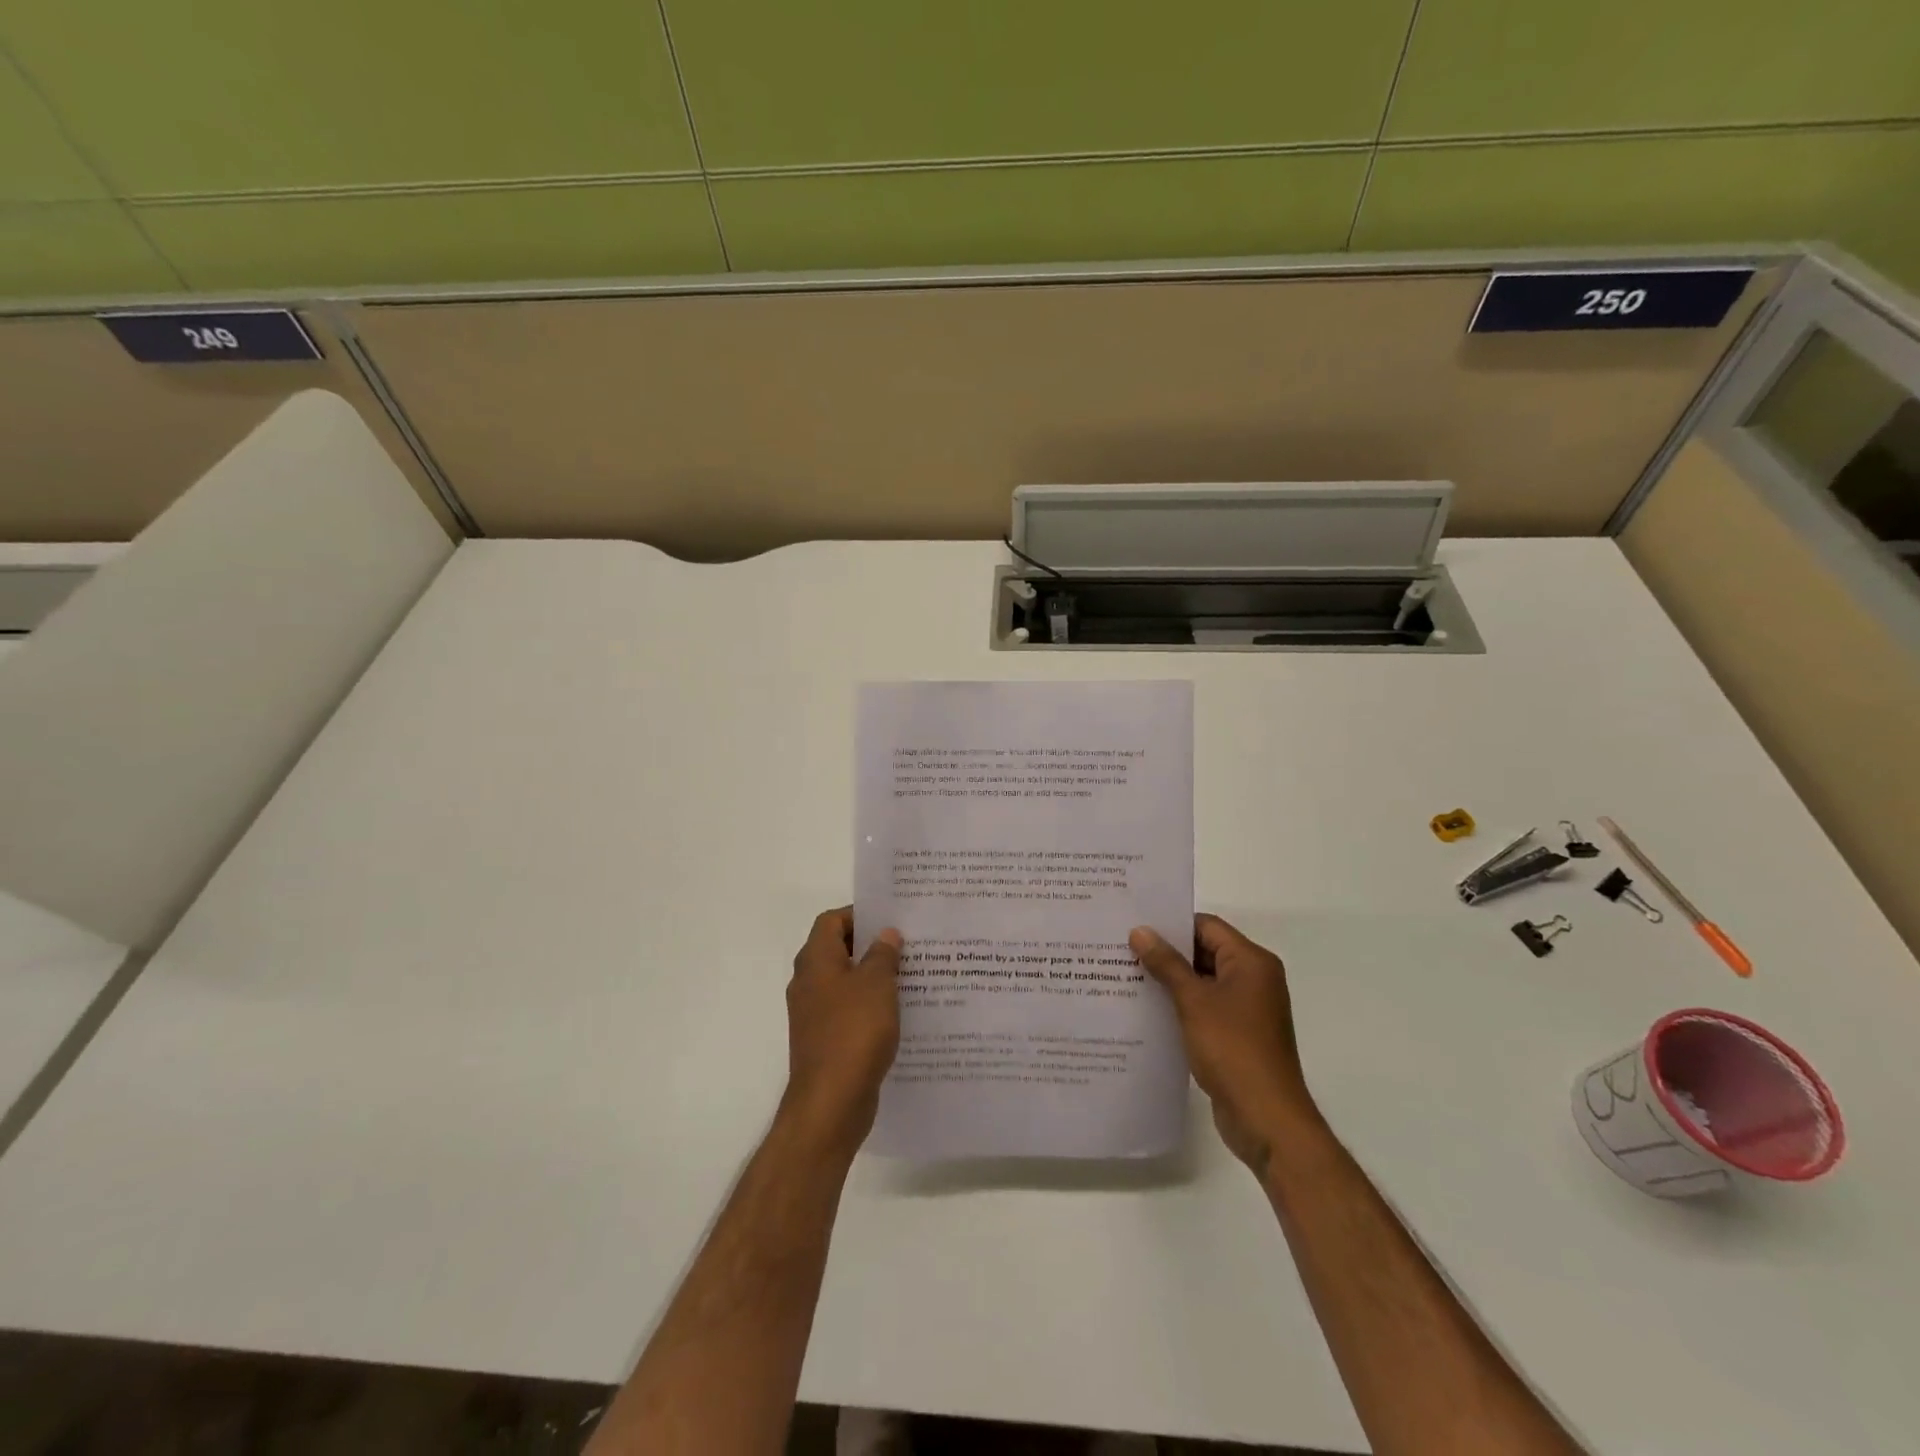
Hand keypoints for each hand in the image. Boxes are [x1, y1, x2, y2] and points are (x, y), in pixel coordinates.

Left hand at [782, 907, 901, 1153]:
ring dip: (873, 977)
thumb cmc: (854, 1032)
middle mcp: (808, 982)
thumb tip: (886, 934)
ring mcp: (814, 1014)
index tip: (890, 919)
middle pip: (837, 950)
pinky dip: (869, 1006)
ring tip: (910, 975)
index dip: (859, 914)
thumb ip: (883, 954)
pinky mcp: (825, 1040)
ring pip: (845, 982)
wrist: (831, 1103)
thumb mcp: (877, 984)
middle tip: (907, 944)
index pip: (831, 921)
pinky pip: (848, 1011)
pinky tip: (899, 1013)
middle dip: (871, 945)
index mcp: (815, 961)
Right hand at [1130, 914, 1322, 1174]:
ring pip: (1202, 981)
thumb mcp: (1193, 1001)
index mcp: (1251, 962)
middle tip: (1122, 949)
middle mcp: (1253, 979)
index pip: (1206, 927)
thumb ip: (1166, 963)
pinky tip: (1147, 1009)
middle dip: (1166, 952)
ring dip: (1170, 981)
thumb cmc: (1232, 1048)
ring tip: (1126, 976)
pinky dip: (1180, 1005)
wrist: (1266, 1118)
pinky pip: (1205, 1007)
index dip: (1172, 925)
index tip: (1134, 925)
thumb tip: (1140, 931)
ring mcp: (1247, 1009)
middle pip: (1205, 952)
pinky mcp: (1237, 1034)